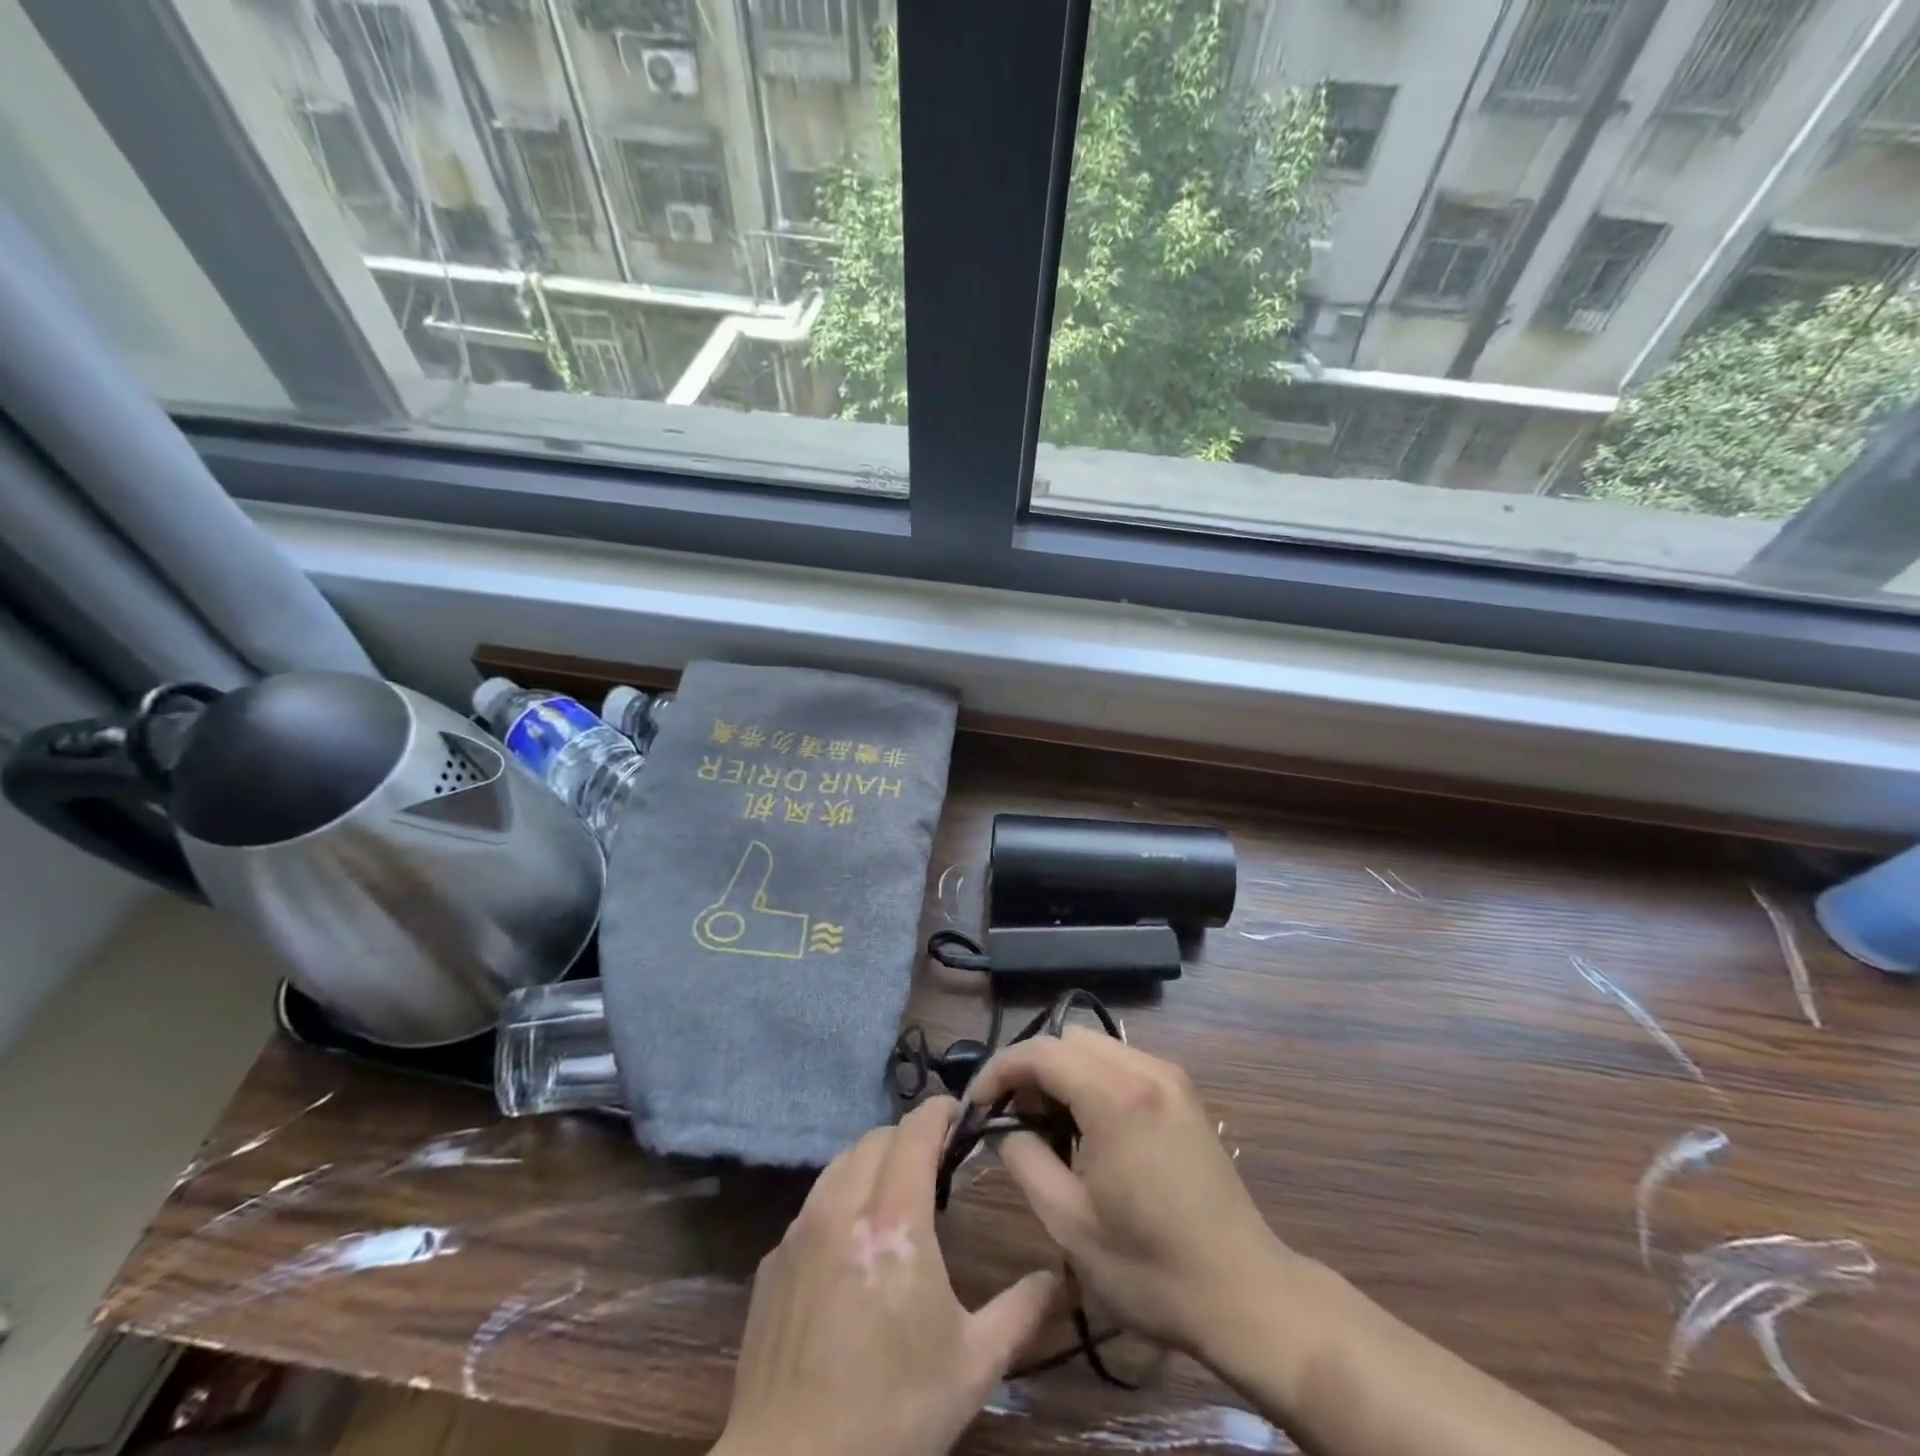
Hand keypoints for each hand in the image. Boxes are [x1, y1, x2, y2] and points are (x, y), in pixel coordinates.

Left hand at [714, 1096, 1056, 1455]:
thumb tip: (1061, 1276)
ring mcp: (801, 1230)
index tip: (960, 1114)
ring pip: (841, 1163)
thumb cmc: (891, 1414)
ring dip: (873, 1162)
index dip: (939, 1111)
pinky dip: (840, 1200)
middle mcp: (843, 1208)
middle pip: (877, 1138)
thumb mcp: (971, 1368)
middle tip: (937, 1164)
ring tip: (896, 1194)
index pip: (915, 1131)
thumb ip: (1021, 1312)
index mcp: (894, 1221)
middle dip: (910, 1137)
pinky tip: (852, 1245)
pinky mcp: (774, 1259)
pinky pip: (813, 1204)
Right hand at [965, 1027, 1292, 1360]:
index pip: (1040, 1052)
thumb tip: (1004, 1126)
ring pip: (1095, 1046)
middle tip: (1015, 1119)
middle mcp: (1145, 1070)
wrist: (1245, 1294)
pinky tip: (1091, 1129)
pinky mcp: (1184, 1094)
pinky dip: (1094, 1079)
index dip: (999, 1071)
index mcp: (1115, 1096)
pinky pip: (1123, 1064)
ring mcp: (1171, 1077)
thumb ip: (1024, 1158)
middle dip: (1032, 1069)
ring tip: (1050, 1126)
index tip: (978, 1106)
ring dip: (1063, 1072)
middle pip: (1067, 1039)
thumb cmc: (1150, 1268)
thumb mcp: (1068, 1222)